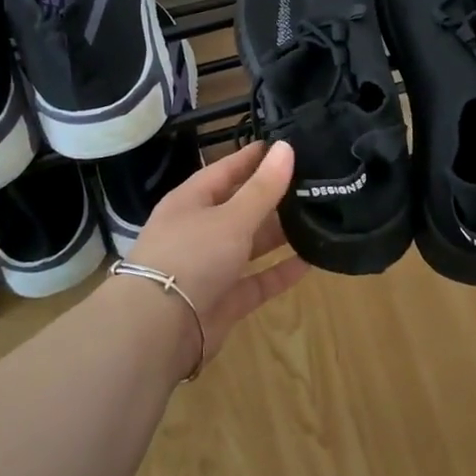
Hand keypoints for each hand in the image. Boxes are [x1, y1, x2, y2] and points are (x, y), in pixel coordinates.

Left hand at [127, 140, 307, 373]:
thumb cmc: (191, 256)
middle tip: (312, 182)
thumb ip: (263, 187)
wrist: (158, 330)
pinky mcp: (223, 301)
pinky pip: (257, 281)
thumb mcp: (231, 217)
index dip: (252, 157)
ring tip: (318, 216)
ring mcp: (210, 267)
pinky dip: (280, 272)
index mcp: (191, 201)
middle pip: (239, 207)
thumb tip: (286, 147)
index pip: (225, 170)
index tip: (283, 144)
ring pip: (250, 244)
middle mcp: (199, 231)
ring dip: (279, 234)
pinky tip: (311, 261)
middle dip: (272, 197)